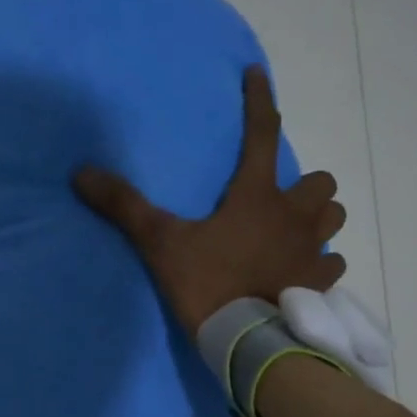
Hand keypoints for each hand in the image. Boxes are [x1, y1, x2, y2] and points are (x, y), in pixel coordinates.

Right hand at [74, 67, 345, 334]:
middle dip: (306, 185)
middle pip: (321, 182)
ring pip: (334, 218)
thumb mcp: (161, 244)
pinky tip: (303, 272)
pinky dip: (321, 263)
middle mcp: (294, 216)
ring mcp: (313, 251)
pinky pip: (333, 265)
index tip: (255, 75)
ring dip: (319, 218)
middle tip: (280, 200)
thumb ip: (125, 207)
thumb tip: (82, 173)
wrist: (247, 341)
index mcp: (256, 197)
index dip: (258, 100)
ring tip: (295, 231)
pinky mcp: (320, 285)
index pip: (262, 133)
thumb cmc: (209, 285)